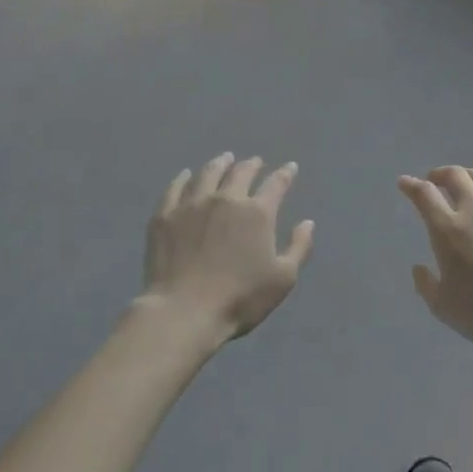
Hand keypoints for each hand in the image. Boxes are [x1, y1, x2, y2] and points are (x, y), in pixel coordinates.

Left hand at [141, 154, 313, 344]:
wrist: (183, 312)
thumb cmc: (239, 299)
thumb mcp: (282, 279)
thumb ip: (299, 247)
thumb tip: (307, 222)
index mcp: (257, 212)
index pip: (276, 184)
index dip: (285, 174)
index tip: (290, 168)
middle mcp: (226, 199)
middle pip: (241, 172)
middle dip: (252, 164)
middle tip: (255, 162)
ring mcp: (193, 204)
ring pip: (208, 173)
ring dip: (220, 163)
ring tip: (225, 159)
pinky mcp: (165, 216)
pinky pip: (175, 188)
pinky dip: (184, 178)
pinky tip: (187, 175)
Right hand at [399, 167, 472, 358]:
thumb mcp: (442, 307)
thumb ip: (426, 284)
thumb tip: (419, 268)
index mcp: (448, 230)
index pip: (425, 195)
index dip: (411, 185)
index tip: (405, 182)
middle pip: (456, 176)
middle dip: (440, 173)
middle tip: (435, 180)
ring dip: (471, 175)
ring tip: (467, 180)